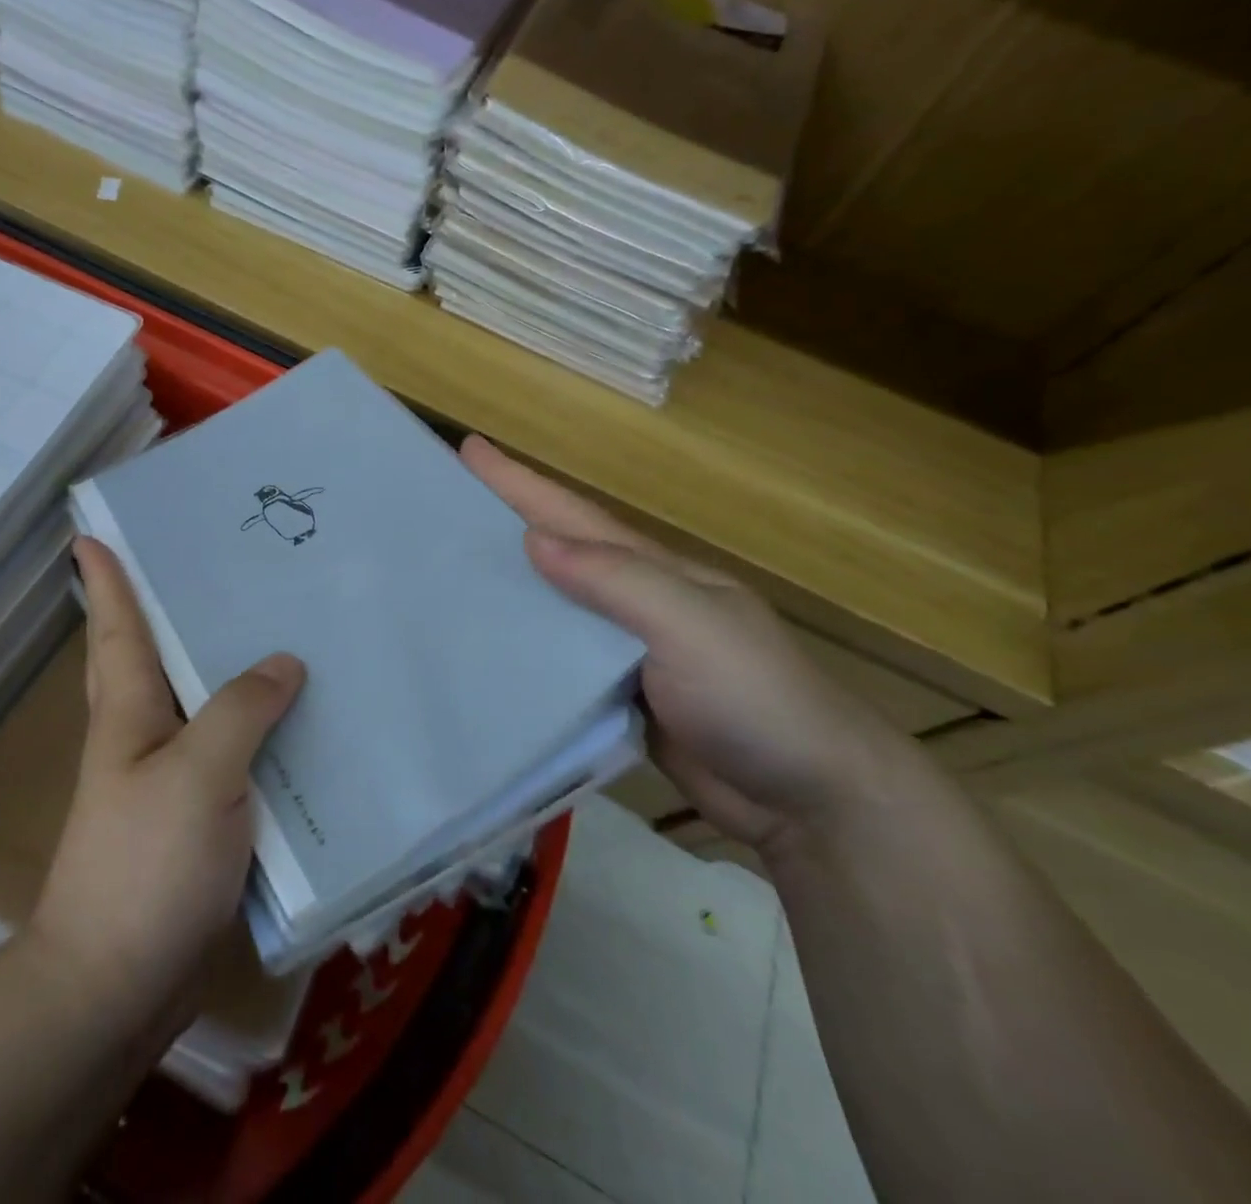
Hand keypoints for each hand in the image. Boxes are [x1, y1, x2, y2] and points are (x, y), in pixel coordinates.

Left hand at [28, 537, 304, 1040]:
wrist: (118, 982)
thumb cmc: (147, 865)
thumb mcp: (197, 774)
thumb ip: (240, 710)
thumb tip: (284, 661)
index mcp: (129, 711)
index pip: (118, 627)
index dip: (108, 578)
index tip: (93, 533)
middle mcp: (144, 733)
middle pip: (153, 654)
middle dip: (166, 606)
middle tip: (209, 562)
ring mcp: (170, 776)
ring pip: (199, 699)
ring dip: (222, 663)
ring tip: (267, 622)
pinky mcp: (198, 814)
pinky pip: (229, 748)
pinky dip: (254, 724)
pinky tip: (293, 716)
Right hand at [462, 436, 908, 855]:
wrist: (809, 801)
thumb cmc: (756, 698)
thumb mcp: (692, 625)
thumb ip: (617, 581)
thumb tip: (532, 540)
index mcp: (652, 570)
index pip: (572, 515)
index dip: (520, 481)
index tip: (470, 448)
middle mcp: (631, 601)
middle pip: (554, 552)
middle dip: (502, 522)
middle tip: (441, 507)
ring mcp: (622, 652)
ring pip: (549, 608)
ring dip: (504, 584)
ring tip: (446, 573)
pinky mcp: (614, 698)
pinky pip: (554, 662)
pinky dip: (519, 646)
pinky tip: (482, 648)